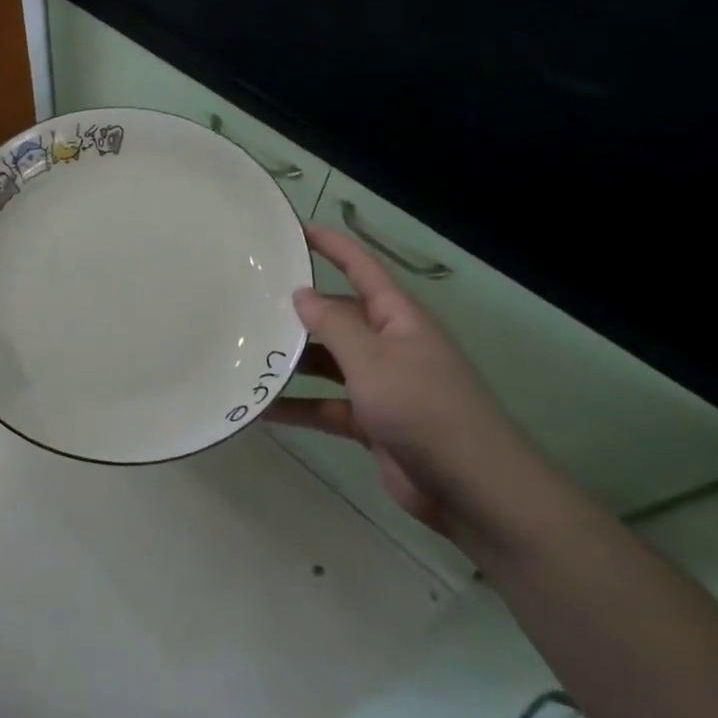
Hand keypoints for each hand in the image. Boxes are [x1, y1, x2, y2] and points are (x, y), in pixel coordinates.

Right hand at [268, 225, 541, 538]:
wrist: (472, 489)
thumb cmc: (423, 408)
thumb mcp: (372, 359)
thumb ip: (333, 324)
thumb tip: (301, 293)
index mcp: (398, 318)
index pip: (362, 269)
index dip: (332, 246)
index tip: (294, 229)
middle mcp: (390, 344)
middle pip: (338, 316)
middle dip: (299, 310)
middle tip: (249, 301)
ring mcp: (381, 384)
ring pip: (328, 362)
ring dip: (292, 361)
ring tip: (245, 353)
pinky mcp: (372, 421)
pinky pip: (326, 404)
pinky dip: (298, 406)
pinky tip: (261, 408)